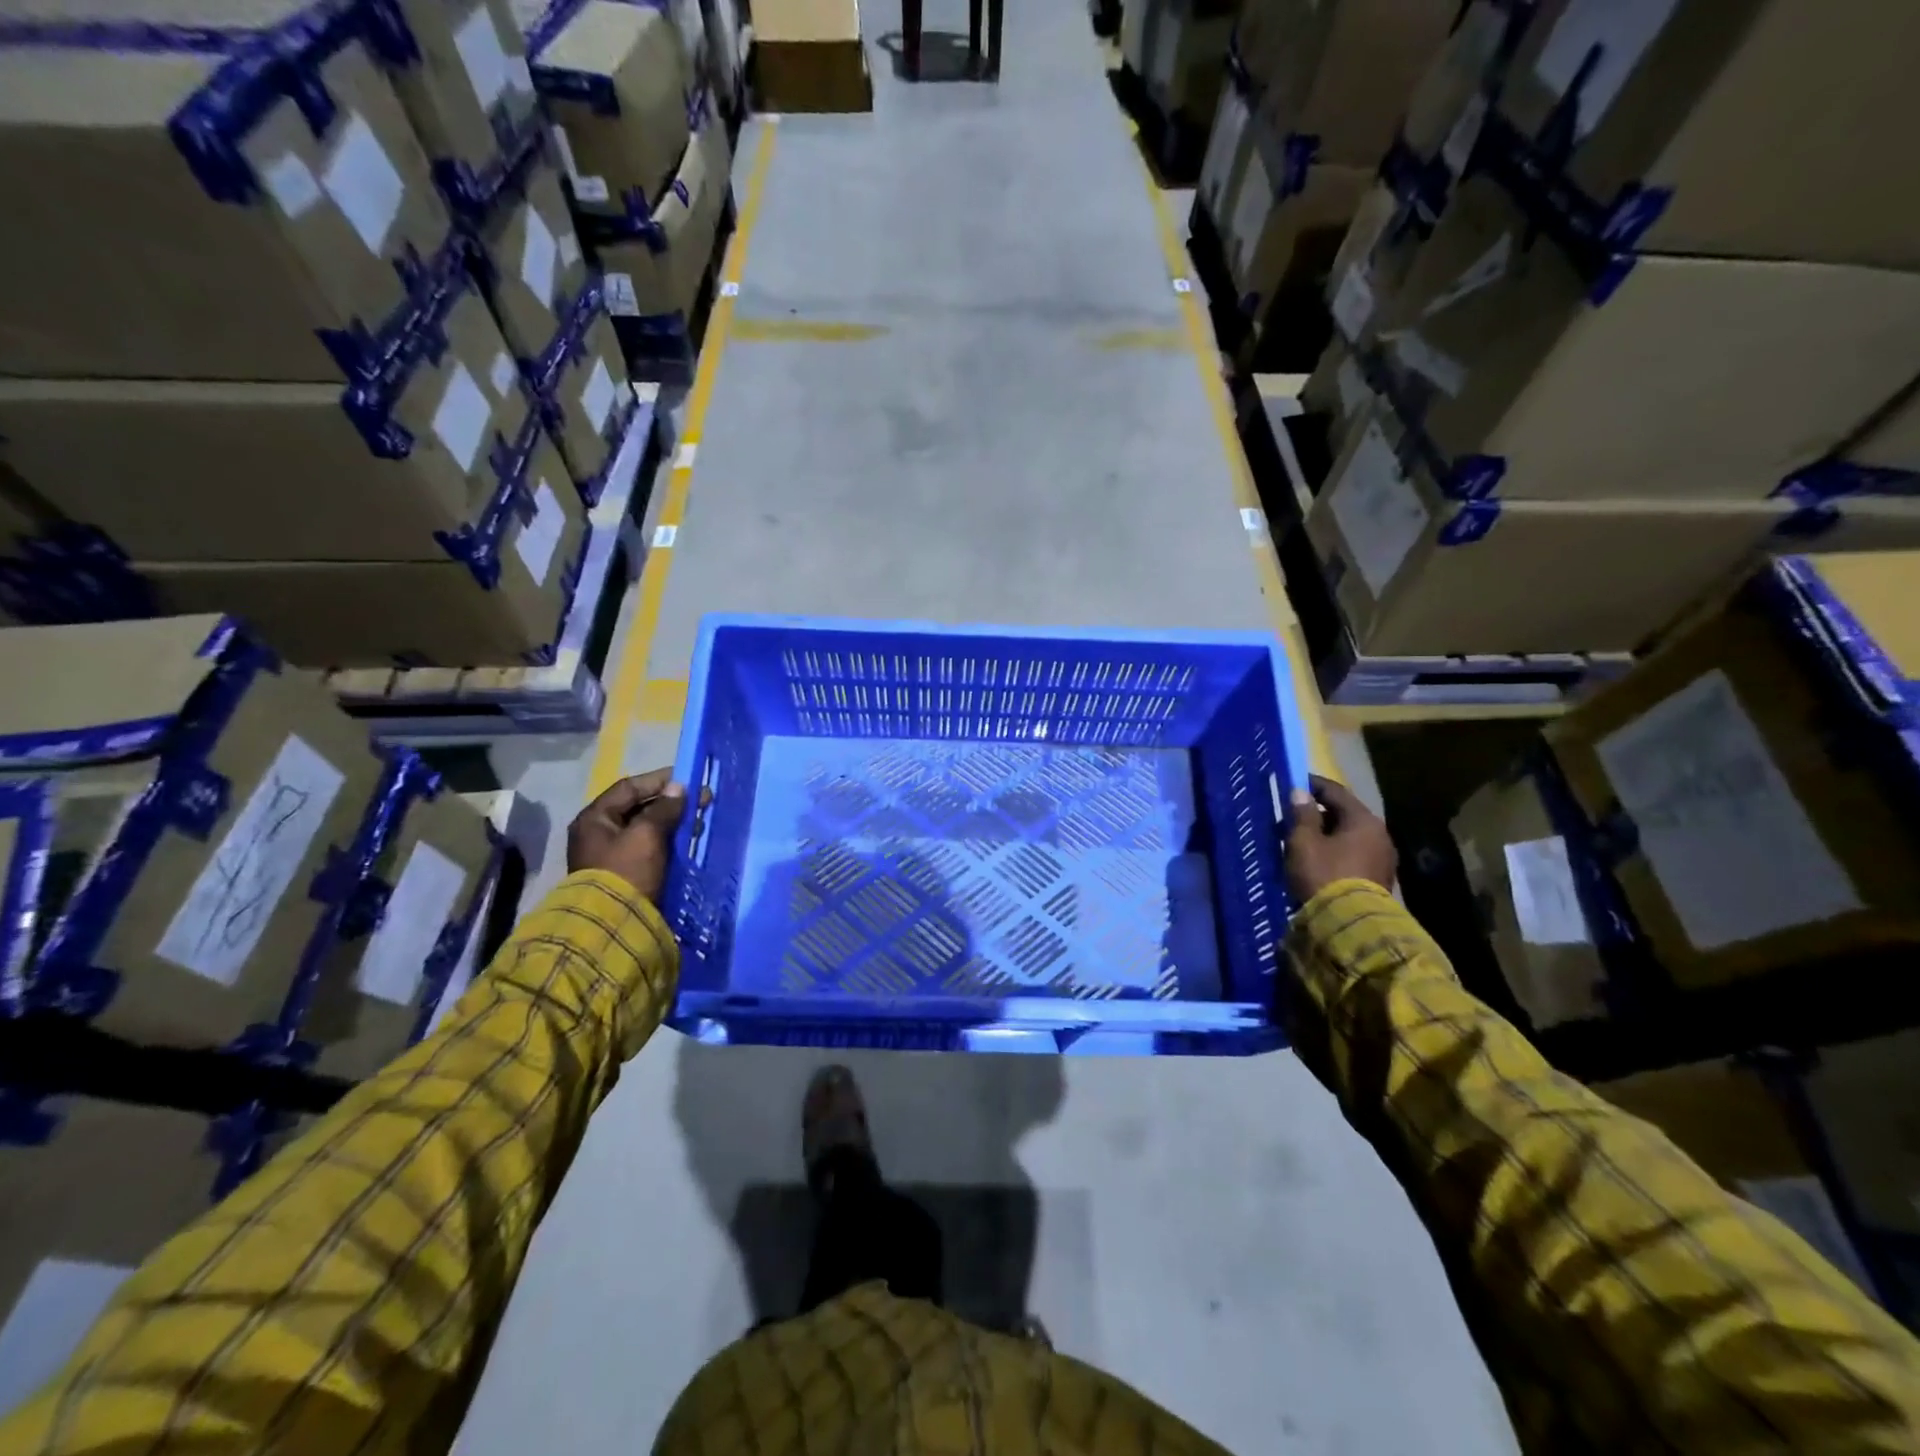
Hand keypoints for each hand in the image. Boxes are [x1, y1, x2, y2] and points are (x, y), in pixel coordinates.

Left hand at [567, 768, 689, 901]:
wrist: (612, 925)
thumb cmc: (627, 871)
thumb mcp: (647, 835)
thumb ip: (664, 808)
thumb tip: (678, 788)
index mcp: (595, 818)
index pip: (629, 787)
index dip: (660, 780)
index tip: (689, 780)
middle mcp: (598, 833)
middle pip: (638, 808)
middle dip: (671, 804)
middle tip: (700, 803)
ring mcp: (610, 855)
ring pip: (646, 829)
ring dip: (672, 824)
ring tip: (698, 825)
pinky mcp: (624, 874)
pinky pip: (648, 849)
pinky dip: (667, 843)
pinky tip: (686, 844)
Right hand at [1285, 774, 1396, 904]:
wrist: (1350, 925)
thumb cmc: (1324, 875)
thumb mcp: (1303, 842)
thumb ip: (1302, 814)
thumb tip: (1300, 792)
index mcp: (1363, 820)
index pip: (1335, 791)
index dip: (1311, 785)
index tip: (1291, 783)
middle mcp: (1379, 834)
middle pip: (1343, 814)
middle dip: (1316, 814)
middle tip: (1289, 818)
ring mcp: (1382, 858)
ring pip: (1347, 836)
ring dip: (1324, 835)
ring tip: (1298, 842)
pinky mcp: (1378, 879)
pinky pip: (1352, 855)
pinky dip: (1333, 852)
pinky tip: (1315, 861)